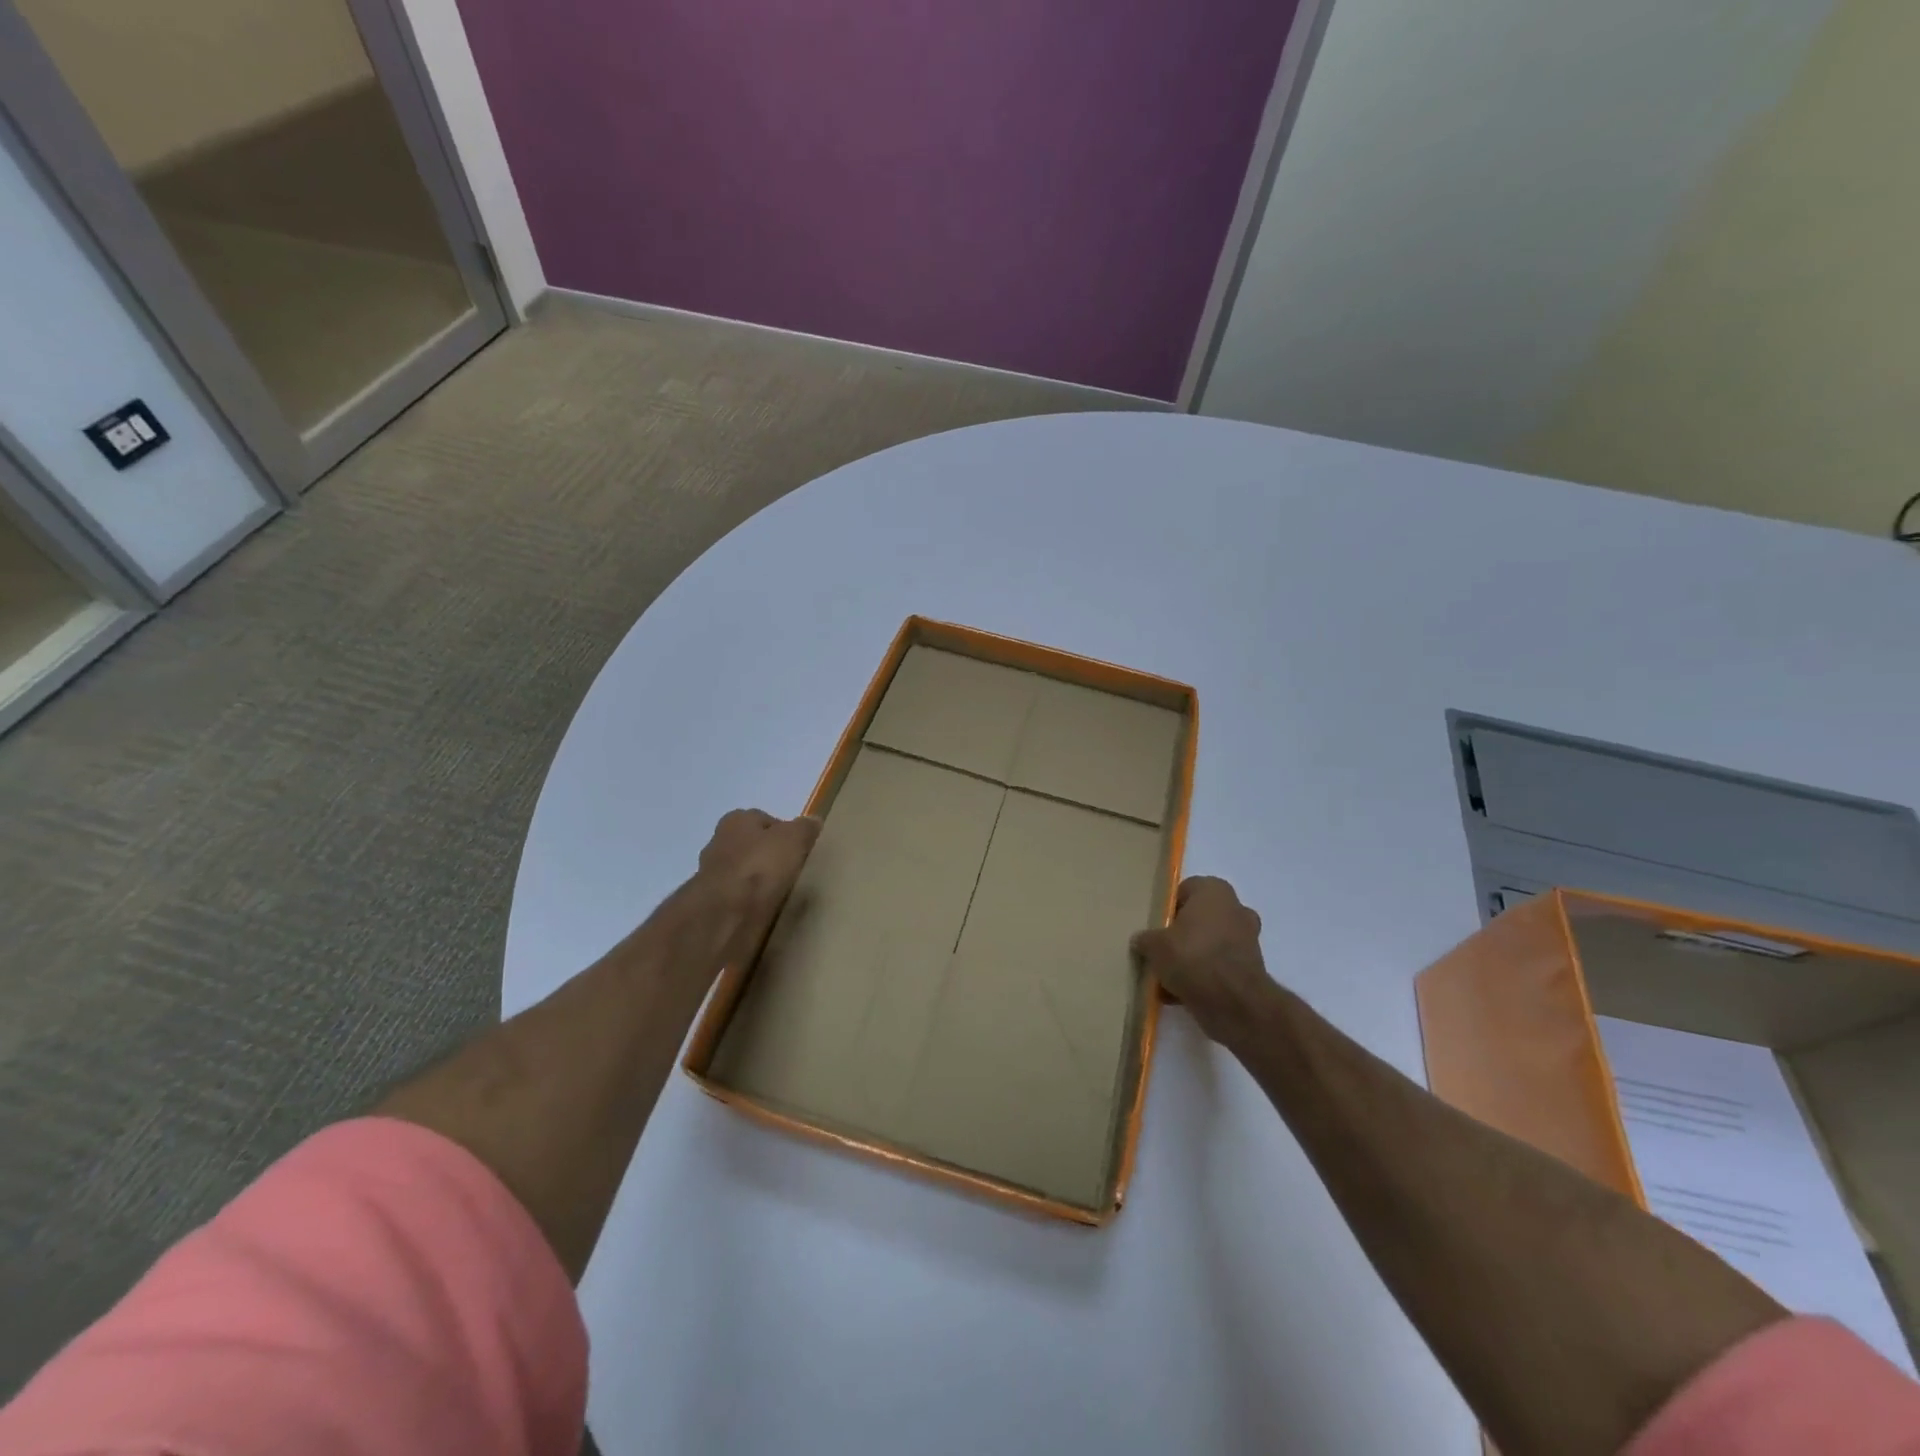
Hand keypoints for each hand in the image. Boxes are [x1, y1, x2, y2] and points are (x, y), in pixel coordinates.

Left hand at [695, 809, 819, 964]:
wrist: (725, 917)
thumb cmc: (760, 867)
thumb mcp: (794, 839)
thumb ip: (805, 828)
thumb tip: (813, 822)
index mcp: (736, 821)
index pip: (764, 820)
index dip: (784, 833)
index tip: (800, 850)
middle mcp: (718, 843)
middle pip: (751, 848)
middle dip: (768, 858)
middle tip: (793, 872)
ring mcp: (711, 877)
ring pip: (742, 875)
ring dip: (757, 884)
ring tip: (782, 896)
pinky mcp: (710, 907)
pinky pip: (737, 901)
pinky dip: (749, 905)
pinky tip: (766, 913)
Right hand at [1131, 876, 1278, 1047]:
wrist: (1233, 1003)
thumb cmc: (1192, 957)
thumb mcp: (1154, 945)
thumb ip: (1145, 939)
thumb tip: (1142, 940)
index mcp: (1214, 891)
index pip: (1185, 890)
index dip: (1166, 908)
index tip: (1154, 926)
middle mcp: (1236, 909)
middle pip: (1198, 918)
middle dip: (1181, 934)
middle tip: (1160, 949)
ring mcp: (1247, 940)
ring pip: (1209, 944)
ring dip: (1191, 957)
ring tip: (1166, 976)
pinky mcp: (1251, 969)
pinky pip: (1218, 967)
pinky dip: (1203, 977)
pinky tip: (1179, 993)